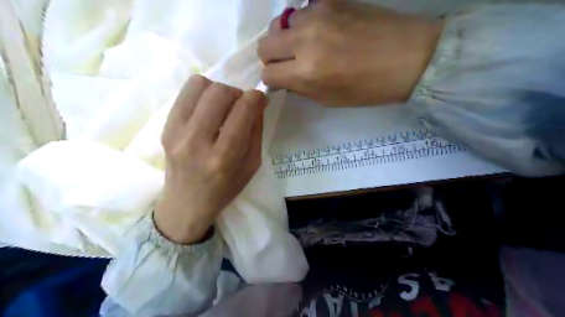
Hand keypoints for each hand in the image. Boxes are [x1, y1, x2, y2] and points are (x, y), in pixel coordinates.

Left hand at [153, 75, 267, 243]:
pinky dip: (201, 93)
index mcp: (223, 158)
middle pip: (219, 93)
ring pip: (199, 86)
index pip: (241, 113)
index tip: (259, 98)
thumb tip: (258, 101)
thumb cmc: (225, 188)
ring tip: (222, 106)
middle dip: (236, 92)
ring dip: (217, 90)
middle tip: (239, 105)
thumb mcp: (251, 165)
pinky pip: (185, 93)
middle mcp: (196, 142)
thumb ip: (256, 131)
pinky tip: (207, 108)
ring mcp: (176, 133)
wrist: (186, 203)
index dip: (255, 98)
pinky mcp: (165, 127)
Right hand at [258, 0, 442, 105]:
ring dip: (287, 38)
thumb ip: (301, 89)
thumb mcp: (330, 100)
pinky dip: (304, 23)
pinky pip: (301, 10)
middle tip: (288, 62)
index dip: (273, 79)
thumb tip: (284, 79)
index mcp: (306, 73)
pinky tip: (320, 30)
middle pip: (265, 45)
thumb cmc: (369, 88)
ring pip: (280, 25)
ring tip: (307, 44)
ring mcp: (316, 15)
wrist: (408, 56)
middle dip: (272, 57)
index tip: (283, 80)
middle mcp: (304, 42)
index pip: (268, 74)